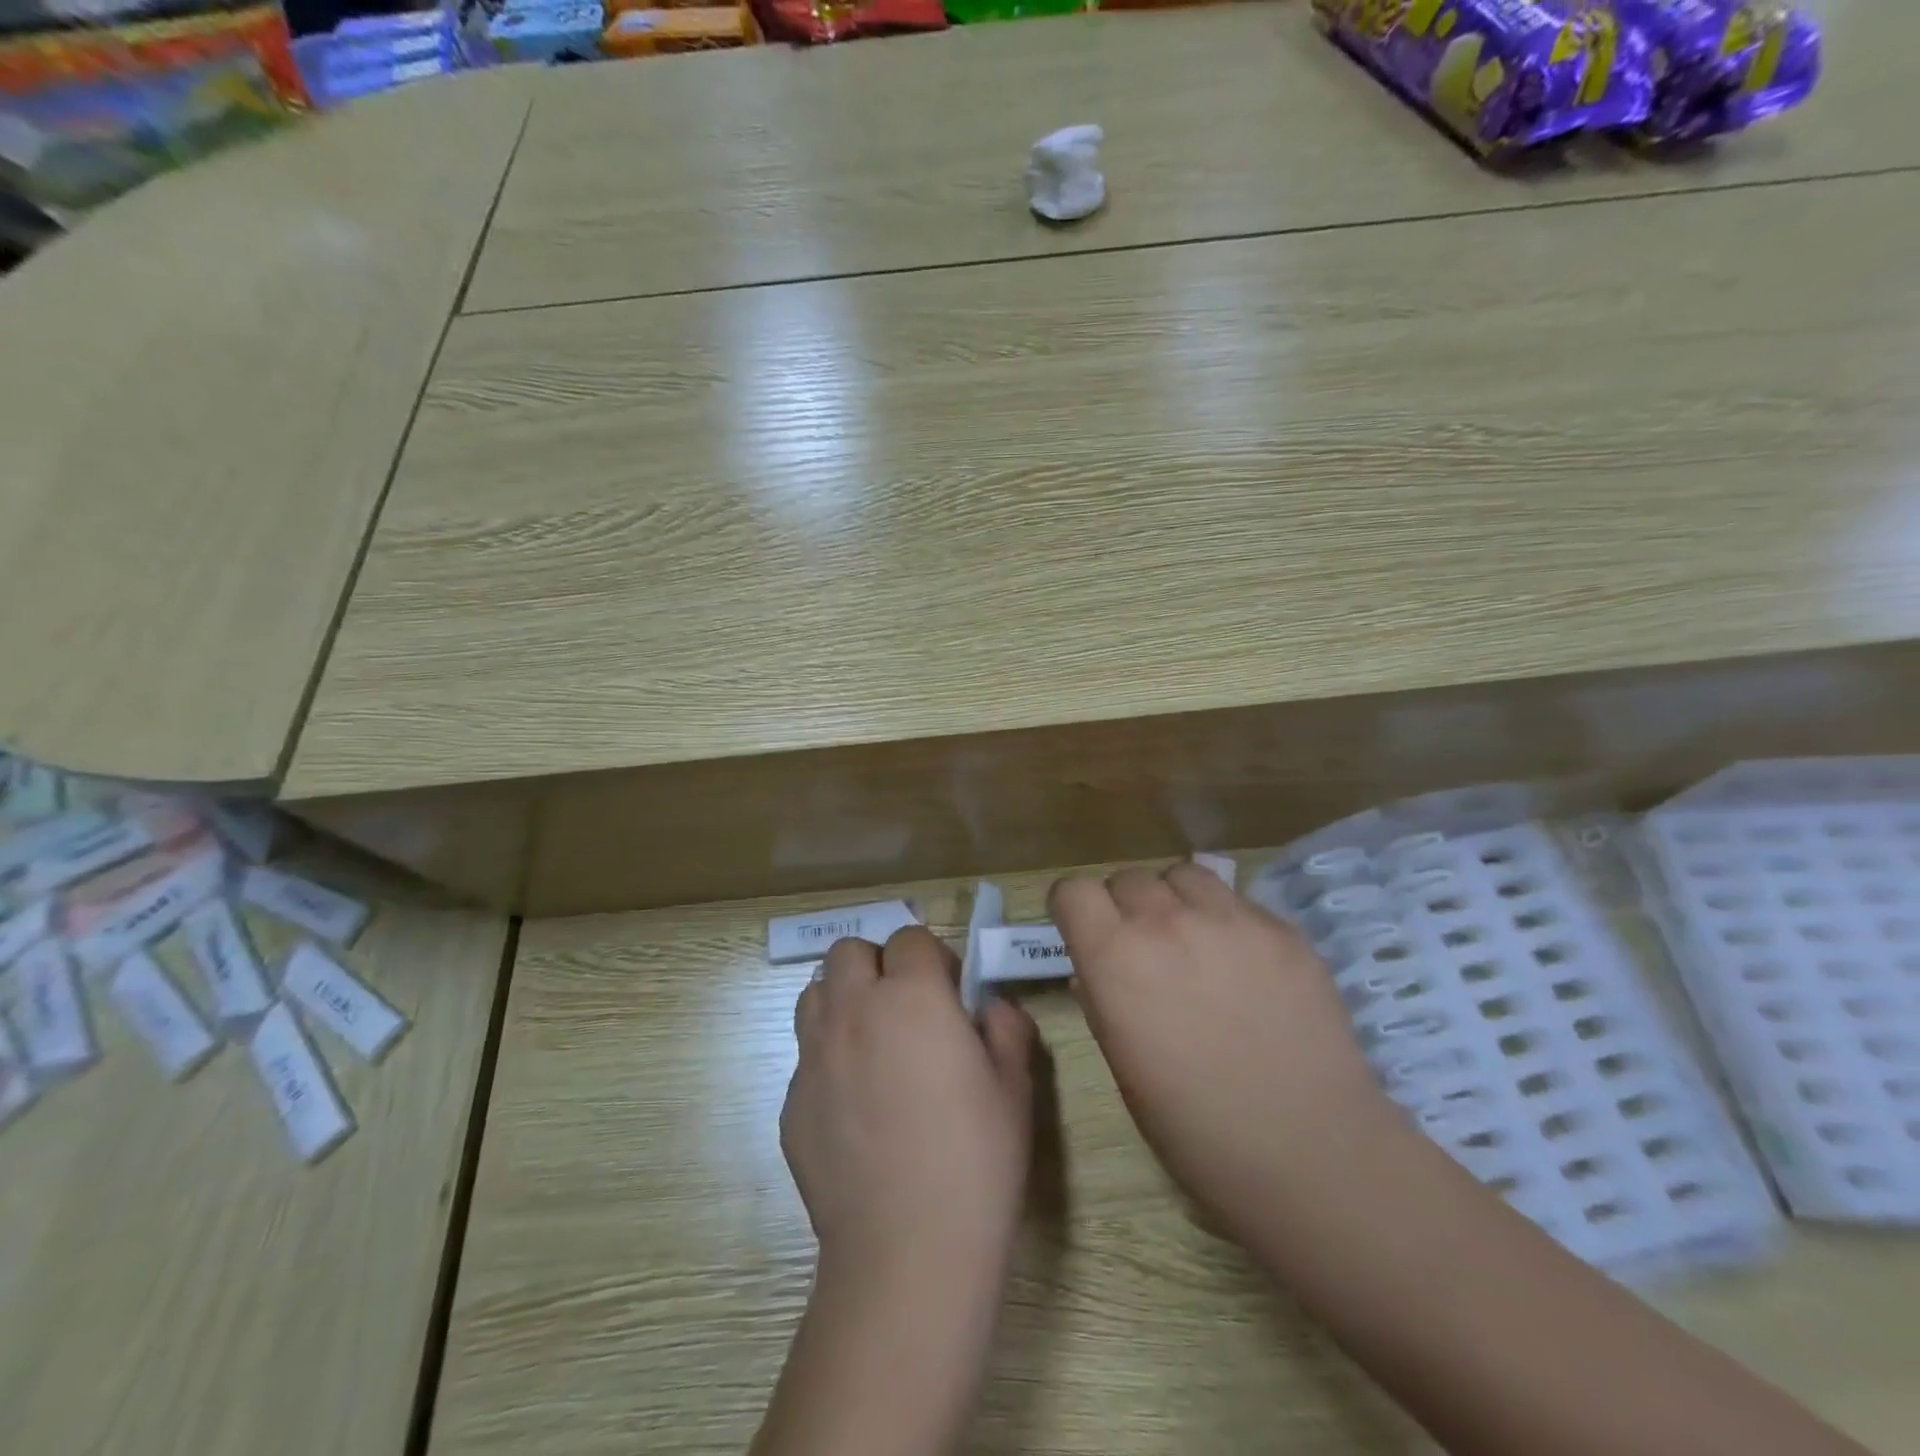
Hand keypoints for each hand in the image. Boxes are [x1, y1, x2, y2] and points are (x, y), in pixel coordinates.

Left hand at [784, 926, 1037, 1280]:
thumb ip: (1006, 1027)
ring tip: (873, 1042)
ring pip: (815, 993)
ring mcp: (814, 1056)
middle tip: (906, 1008)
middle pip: (848, 951)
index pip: (910, 937)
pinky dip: (829, 1058)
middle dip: (878, 964)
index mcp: (912, 997)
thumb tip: (991, 1008)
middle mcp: (854, 1011)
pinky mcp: (791, 1102)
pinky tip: (856, 1106)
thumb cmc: (976, 1161)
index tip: (950, 993)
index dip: (933, 958)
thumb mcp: (1014, 1087)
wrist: (907, 1253)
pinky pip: (806, 1055)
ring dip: (843, 1000)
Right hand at [1051, 864, 1391, 1242]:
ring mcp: (1230, 919)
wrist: (1309, 1153)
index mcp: (1116, 959)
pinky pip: (1236, 900)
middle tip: (1144, 947)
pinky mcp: (1281, 928)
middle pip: (1127, 878)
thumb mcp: (1122, 1063)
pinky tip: (1245, 964)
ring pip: (1182, 874)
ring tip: (1192, 939)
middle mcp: (1166, 923)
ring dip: (1174, 900)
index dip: (1073, 909)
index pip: (1073, 891)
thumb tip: (1101, 967)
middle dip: (1124, 907)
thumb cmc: (1195, 1129)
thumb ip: (1104, 997)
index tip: (1084, 931)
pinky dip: (1226, 919)